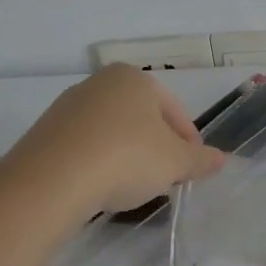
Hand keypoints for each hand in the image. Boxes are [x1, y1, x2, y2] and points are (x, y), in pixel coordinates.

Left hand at [0, 66, 226, 226]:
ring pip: (112, 131)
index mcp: (134, 78)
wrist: (50, 181)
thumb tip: (221, 159)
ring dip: (127, 155)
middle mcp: (99, 83)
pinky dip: (98, 163)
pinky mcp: (44, 133)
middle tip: (165, 177)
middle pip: (142, 118)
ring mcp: (68, 107)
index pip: (174, 110)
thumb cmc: (126, 158)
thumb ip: (200, 160)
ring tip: (132, 187)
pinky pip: (84, 146)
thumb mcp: (176, 163)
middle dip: (156, 146)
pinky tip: (101, 187)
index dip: (188, 141)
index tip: (190, 168)